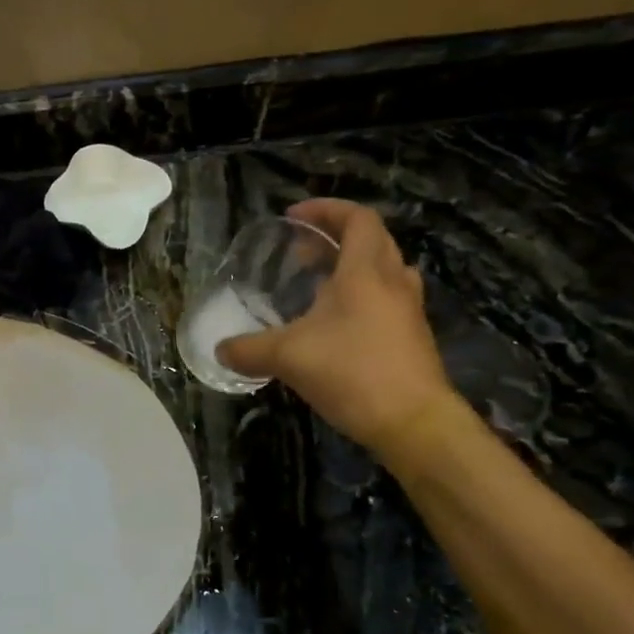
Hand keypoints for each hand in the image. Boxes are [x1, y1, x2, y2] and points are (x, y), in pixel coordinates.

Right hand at [218, 200, 463, 461]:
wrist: (414, 423)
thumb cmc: (353, 373)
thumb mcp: (287, 358)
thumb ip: (248, 349)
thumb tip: (220, 349)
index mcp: (365, 272)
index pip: (357, 219)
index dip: (326, 210)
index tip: (294, 217)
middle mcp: (393, 281)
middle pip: (372, 240)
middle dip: (335, 237)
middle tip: (300, 252)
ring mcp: (408, 310)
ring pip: (383, 270)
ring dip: (352, 267)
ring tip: (318, 284)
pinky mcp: (412, 337)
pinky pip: (387, 299)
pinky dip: (361, 297)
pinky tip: (335, 326)